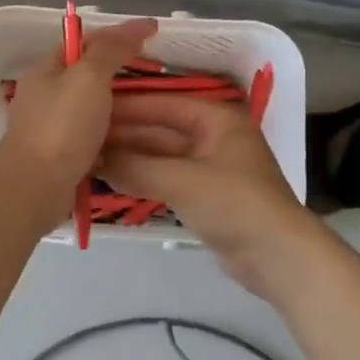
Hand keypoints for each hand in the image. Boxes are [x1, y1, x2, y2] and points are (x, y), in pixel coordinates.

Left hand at [0, 18, 157, 230]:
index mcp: (46, 69)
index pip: (84, 40)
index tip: (152, 35)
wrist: (35, 188)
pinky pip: (91, 138)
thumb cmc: (62, 126)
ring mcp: (50, 128)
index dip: (117, 34)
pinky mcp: (59, 157)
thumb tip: (138, 26)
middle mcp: (45, 95)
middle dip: (121, 73)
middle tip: (158, 77)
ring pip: (91, 109)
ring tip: (154, 110)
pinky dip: (112, 137)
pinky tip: (133, 142)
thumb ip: (112, 49)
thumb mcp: (90, 76)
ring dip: (119, 108)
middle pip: (88, 75)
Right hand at [101, 93, 325, 300]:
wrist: (278, 255)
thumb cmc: (234, 203)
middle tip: (81, 136)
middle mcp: (213, 135)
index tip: (89, 107)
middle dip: (124, 134)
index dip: (126, 106)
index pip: (162, 104)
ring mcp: (210, 166)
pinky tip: (113, 180)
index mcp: (216, 118)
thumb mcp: (182, 180)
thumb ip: (136, 167)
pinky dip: (143, 178)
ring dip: (130, 158)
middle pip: (161, 129)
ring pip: (162, 155)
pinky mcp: (206, 194)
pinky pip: (167, 178)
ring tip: (89, 157)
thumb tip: (93, 158)